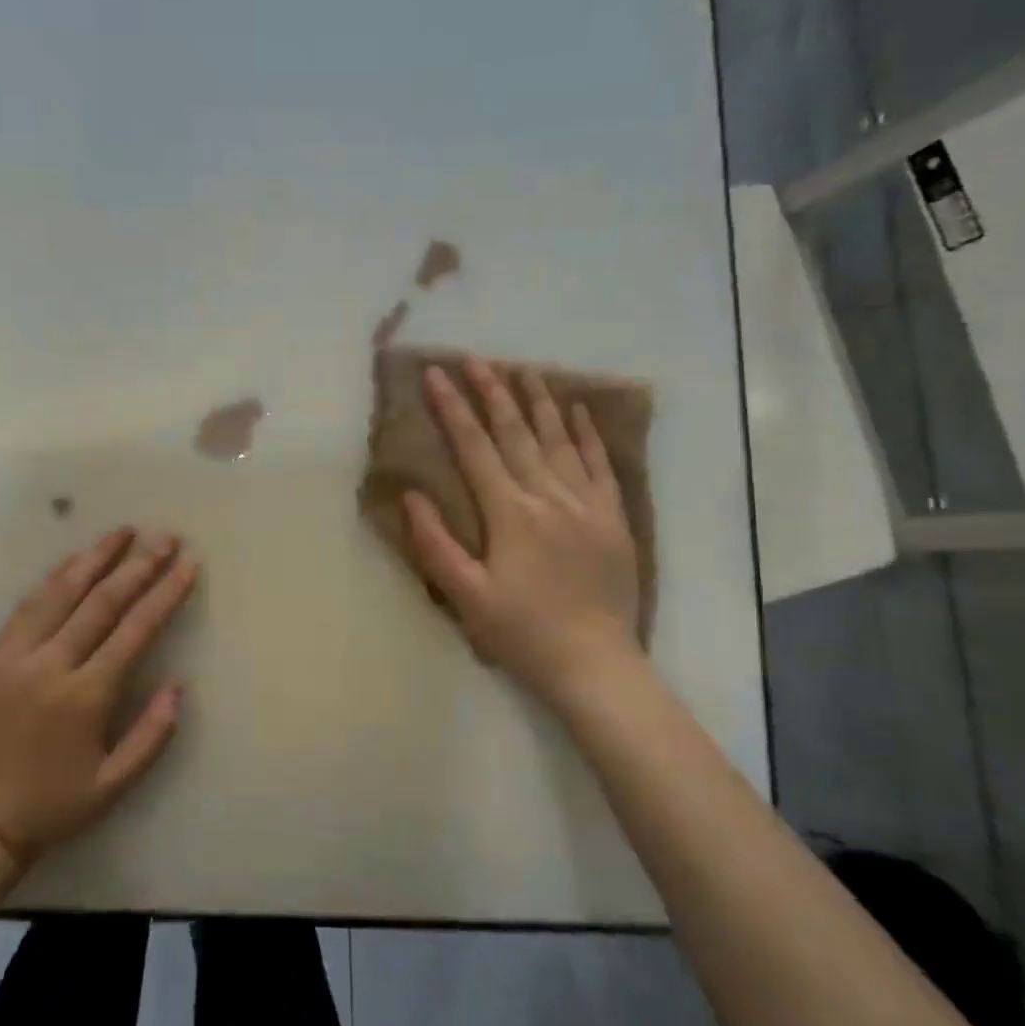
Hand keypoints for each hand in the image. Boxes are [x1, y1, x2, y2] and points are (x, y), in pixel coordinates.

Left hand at [0, 528, 198, 866]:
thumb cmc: (48, 808)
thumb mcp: (111, 787)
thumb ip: (151, 736)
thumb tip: (178, 686)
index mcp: (85, 696)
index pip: (135, 630)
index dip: (165, 594)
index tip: (188, 564)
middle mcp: (52, 665)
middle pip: (102, 602)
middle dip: (139, 565)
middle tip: (165, 537)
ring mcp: (16, 656)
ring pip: (61, 592)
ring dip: (95, 558)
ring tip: (123, 531)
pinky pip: (26, 606)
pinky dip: (54, 578)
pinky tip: (73, 560)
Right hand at [405, 357, 641, 702]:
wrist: (597, 666)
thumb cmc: (522, 633)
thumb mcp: (466, 598)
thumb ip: (436, 545)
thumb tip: (411, 495)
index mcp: (510, 513)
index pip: (475, 448)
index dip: (453, 409)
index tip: (436, 375)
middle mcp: (548, 497)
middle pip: (515, 433)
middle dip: (492, 392)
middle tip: (475, 359)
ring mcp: (586, 505)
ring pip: (558, 440)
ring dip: (538, 402)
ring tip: (522, 369)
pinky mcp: (613, 518)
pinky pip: (600, 465)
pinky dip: (587, 434)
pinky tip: (578, 410)